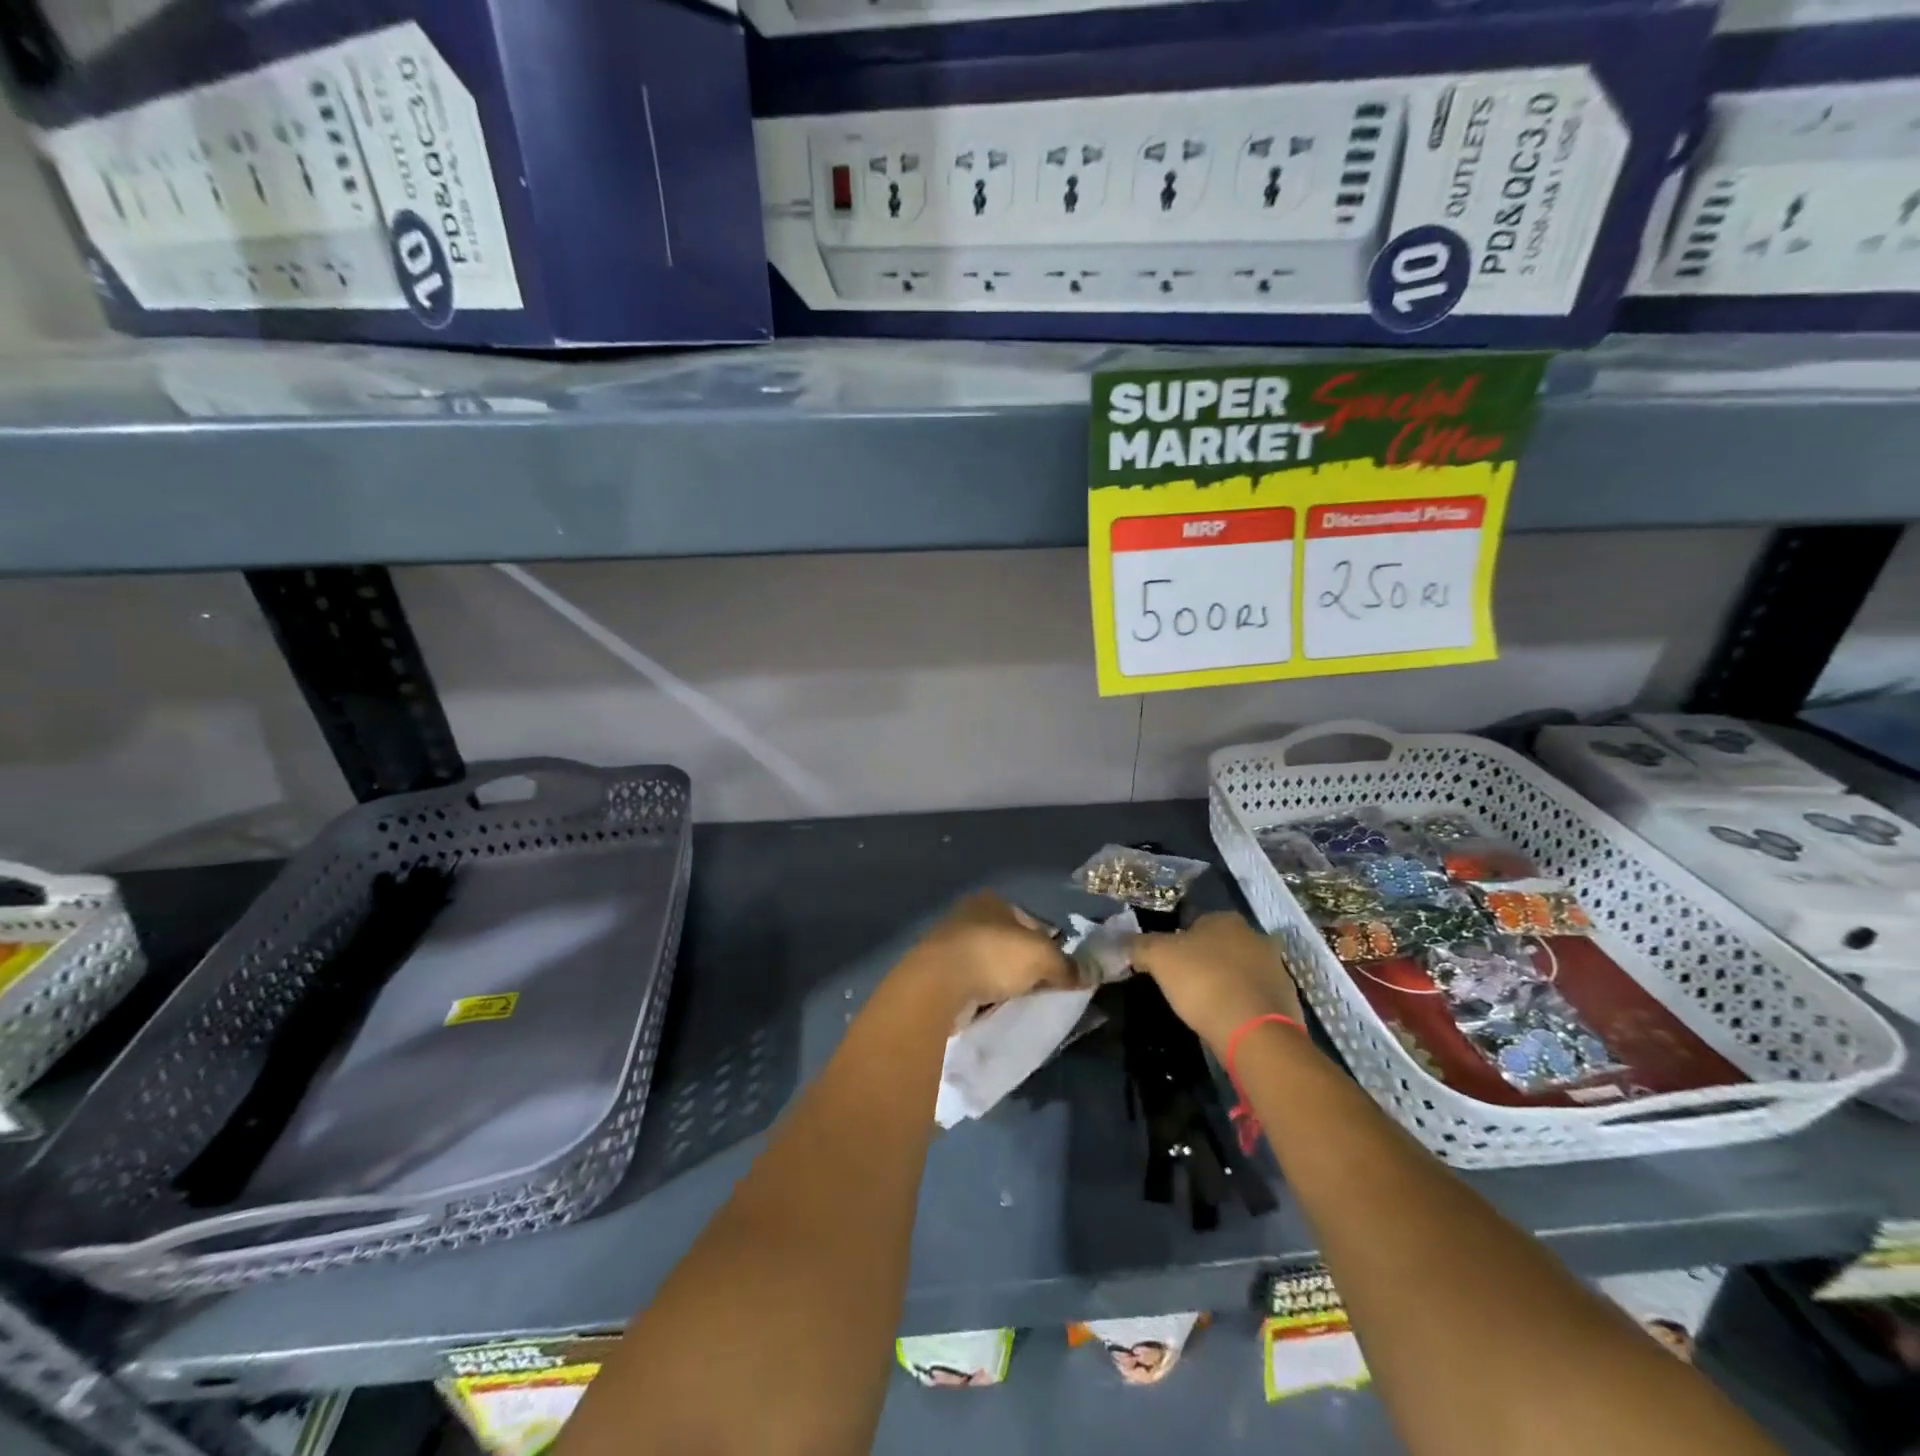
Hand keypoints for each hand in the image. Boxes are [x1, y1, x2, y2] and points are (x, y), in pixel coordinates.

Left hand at [899, 892, 1075, 1018]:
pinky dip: (982, 993)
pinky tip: (991, 1007)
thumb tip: (1094, 972)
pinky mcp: (937, 971)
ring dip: (1001, 979)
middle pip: (1009, 941)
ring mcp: (950, 942)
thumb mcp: (1042, 958)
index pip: (1032, 921)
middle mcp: (969, 915)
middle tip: (1041, 988)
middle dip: (1024, 963)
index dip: (1050, 944)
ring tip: (1016, 1001)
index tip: (1059, 970)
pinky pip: (971, 982)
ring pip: (989, 962)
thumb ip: (1069, 965)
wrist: (937, 984)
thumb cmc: (993, 956)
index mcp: (993, 901)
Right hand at [1131, 911, 1303, 1051]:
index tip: (1169, 965)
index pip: (1197, 923)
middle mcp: (1256, 937)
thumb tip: (1124, 941)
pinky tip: (1227, 1021)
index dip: (1180, 942)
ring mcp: (1277, 969)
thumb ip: (1139, 945)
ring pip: (1241, 971)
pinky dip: (1242, 1006)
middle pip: (1222, 946)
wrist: (1254, 1032)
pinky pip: (1256, 997)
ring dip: (1226, 983)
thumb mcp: (1158, 958)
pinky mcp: (1287, 1001)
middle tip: (1185, 984)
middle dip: (1206, 961)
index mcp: (1226, 920)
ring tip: (1206, 1007)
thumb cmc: (1203, 982)